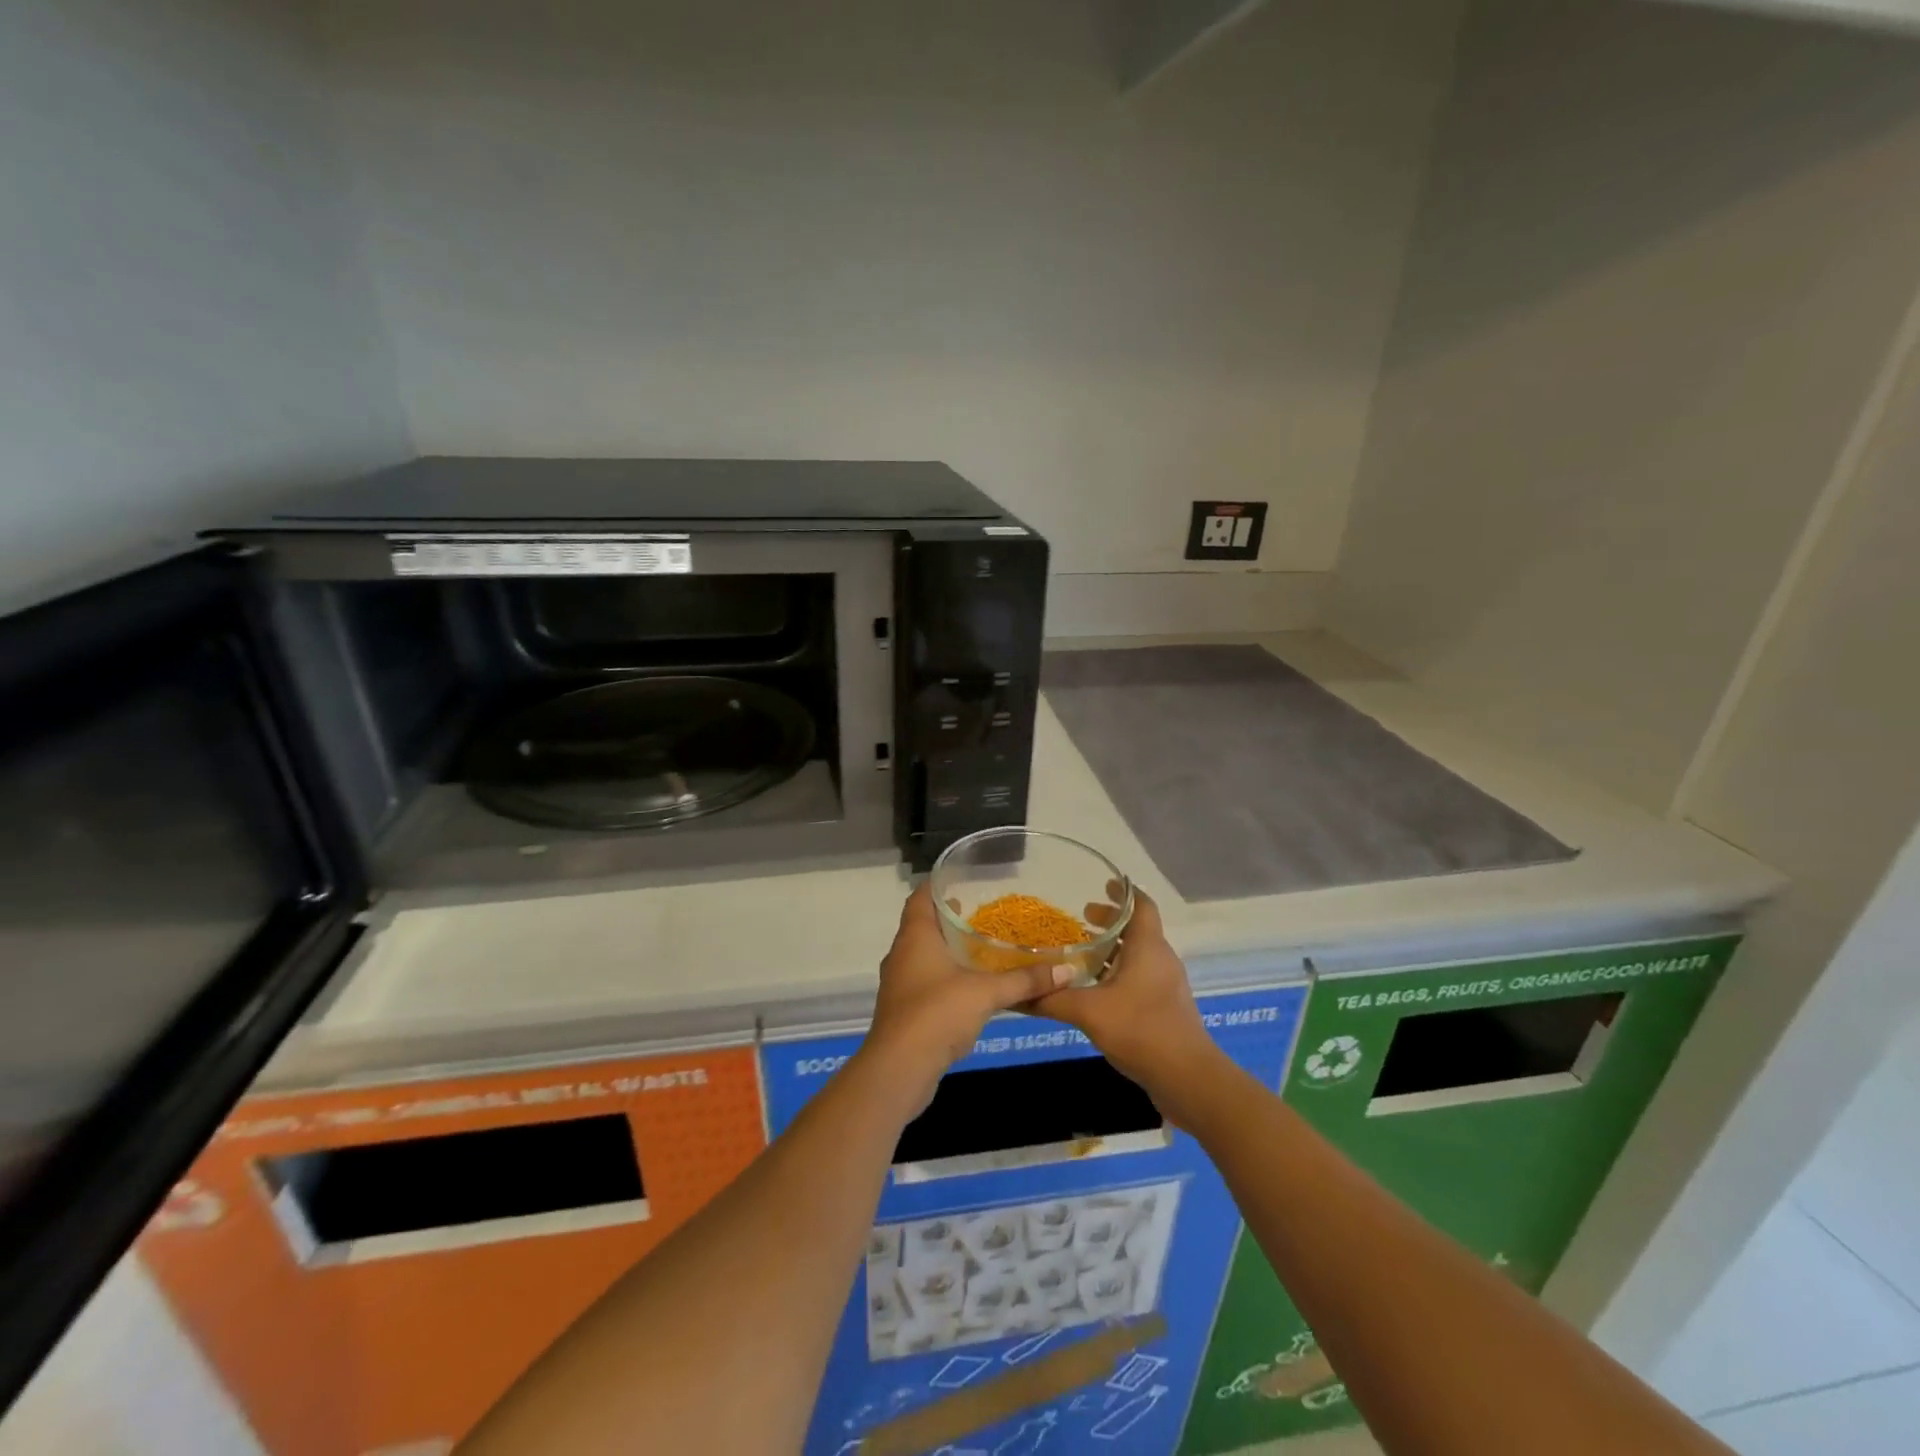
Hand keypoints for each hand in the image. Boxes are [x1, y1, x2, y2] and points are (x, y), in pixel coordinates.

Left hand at [862, 883, 1073, 1106]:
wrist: (899, 1069)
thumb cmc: (937, 1014)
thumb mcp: (987, 993)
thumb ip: (1025, 980)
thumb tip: (1068, 970)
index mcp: (915, 936)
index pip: (921, 896)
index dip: (939, 884)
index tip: (964, 877)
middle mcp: (902, 953)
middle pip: (924, 924)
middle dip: (951, 917)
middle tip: (984, 911)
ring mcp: (900, 982)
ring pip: (925, 954)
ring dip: (949, 949)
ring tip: (983, 945)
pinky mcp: (904, 1009)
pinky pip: (926, 980)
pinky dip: (947, 976)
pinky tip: (972, 985)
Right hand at [1033, 887, 1224, 1104]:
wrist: (1188, 1078)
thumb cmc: (1142, 1030)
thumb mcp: (1089, 1012)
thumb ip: (1053, 999)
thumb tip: (1016, 992)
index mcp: (1148, 947)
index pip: (1142, 905)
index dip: (1124, 892)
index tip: (1103, 883)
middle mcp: (1161, 959)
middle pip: (1138, 928)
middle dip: (1111, 921)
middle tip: (1082, 918)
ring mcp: (1166, 985)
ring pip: (1139, 955)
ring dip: (1114, 949)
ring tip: (1084, 952)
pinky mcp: (1165, 1009)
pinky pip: (1140, 978)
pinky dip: (1119, 972)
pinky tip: (1096, 990)